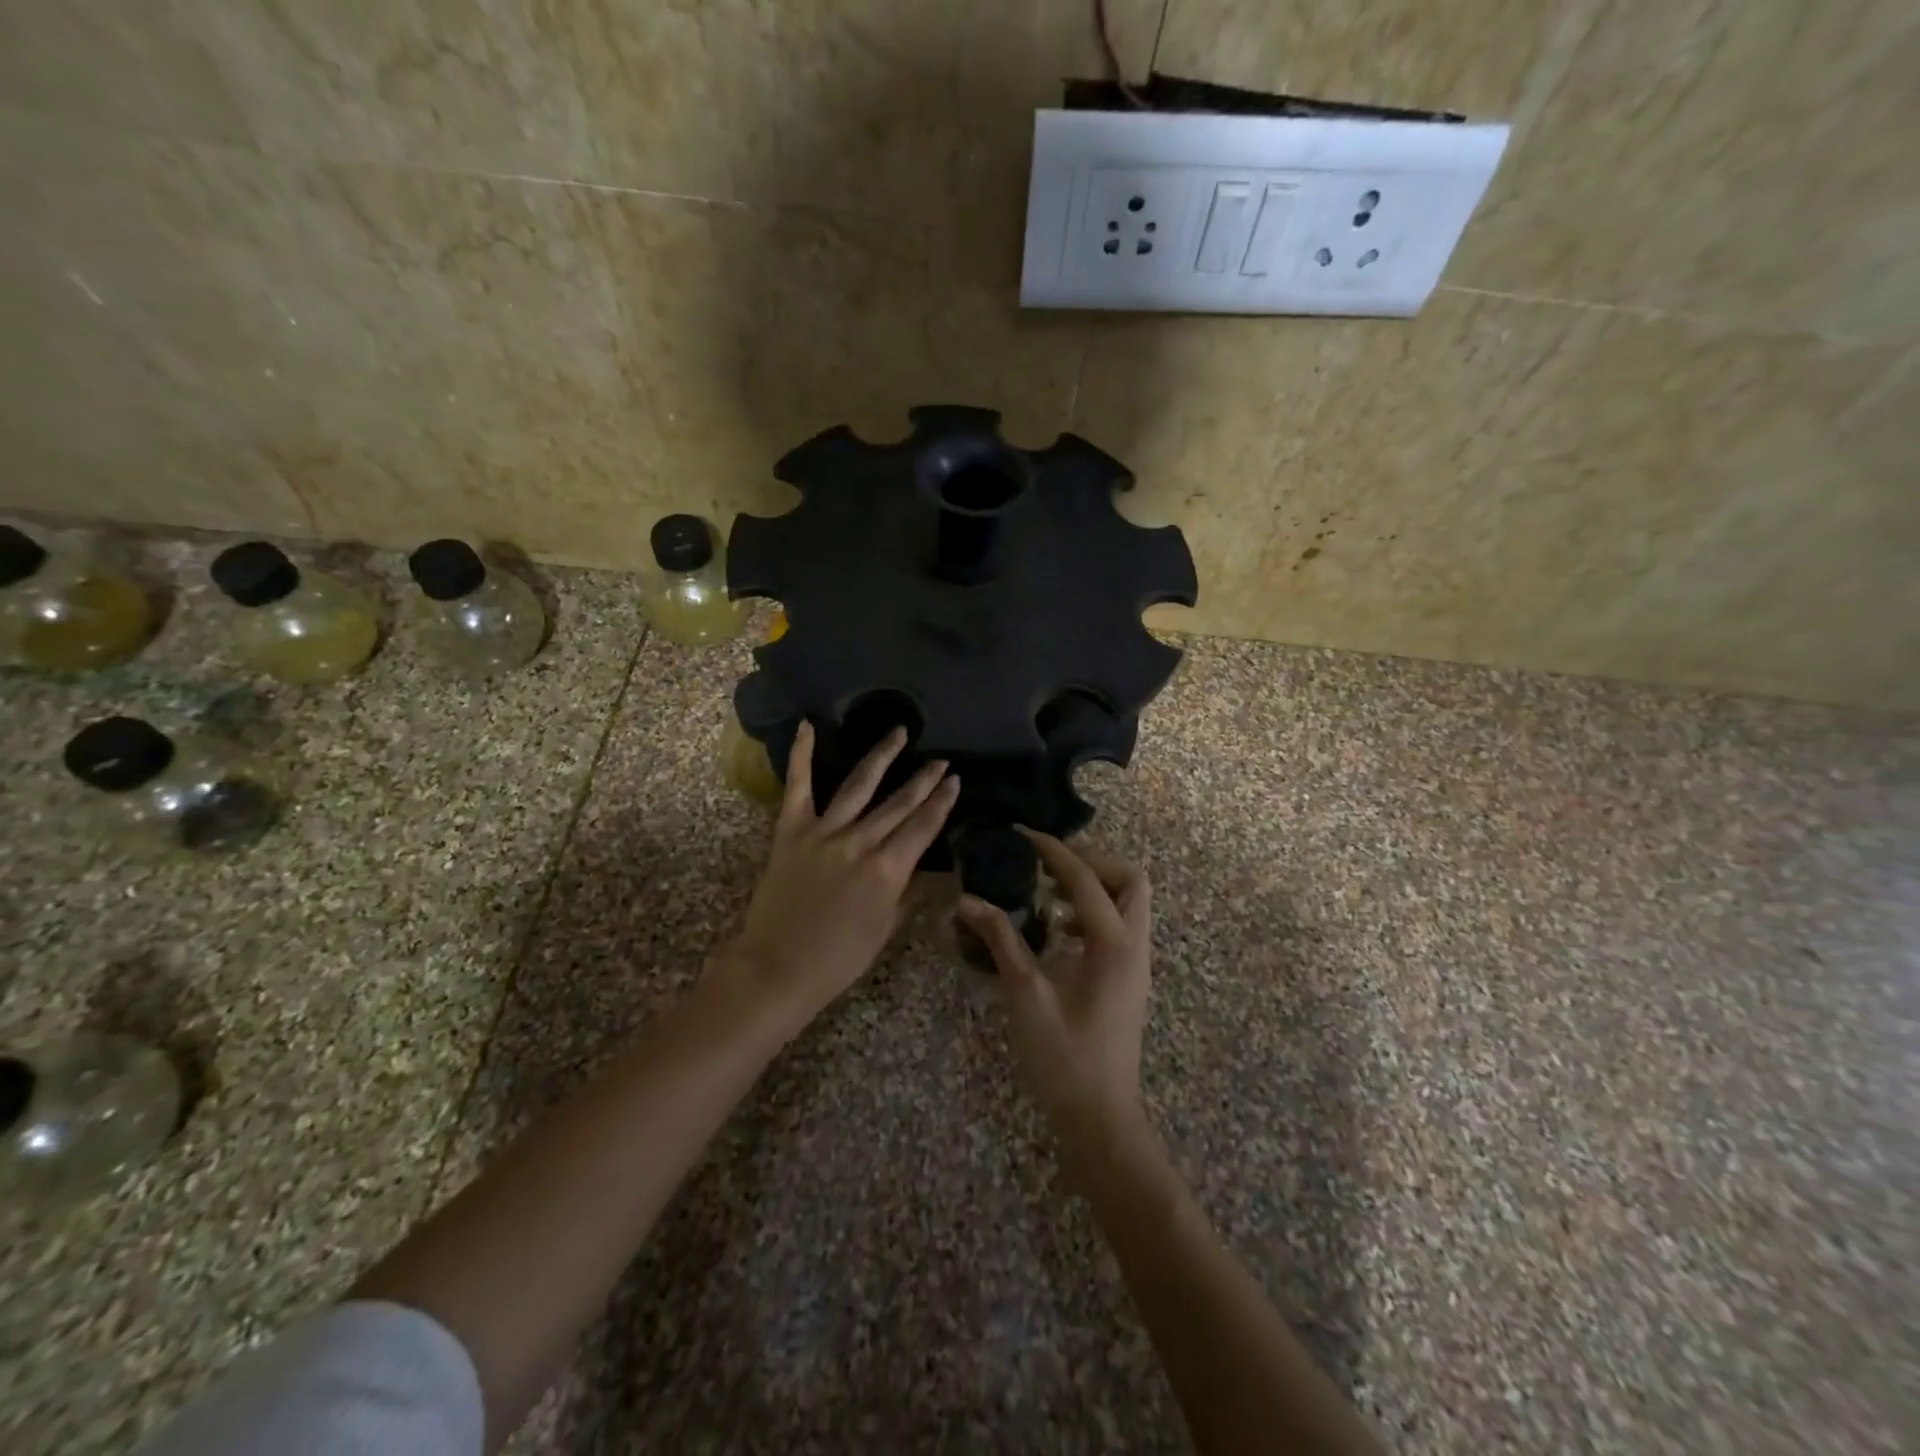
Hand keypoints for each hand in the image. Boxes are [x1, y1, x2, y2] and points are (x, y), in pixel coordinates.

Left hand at [723, 721, 959, 1024]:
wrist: (777, 968)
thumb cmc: (837, 960)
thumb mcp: (884, 930)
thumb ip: (904, 892)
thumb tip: (916, 865)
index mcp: (887, 871)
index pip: (923, 828)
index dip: (942, 803)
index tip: (955, 781)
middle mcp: (860, 843)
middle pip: (899, 803)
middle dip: (923, 780)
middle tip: (940, 760)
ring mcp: (824, 833)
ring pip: (859, 786)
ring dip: (882, 756)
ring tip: (899, 733)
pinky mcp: (791, 831)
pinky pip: (798, 787)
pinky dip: (802, 755)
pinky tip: (808, 726)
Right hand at [959, 832, 1152, 1140]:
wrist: (1100, 1118)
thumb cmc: (1063, 1058)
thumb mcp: (1026, 994)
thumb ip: (1001, 940)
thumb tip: (967, 901)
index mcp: (1113, 944)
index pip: (1086, 879)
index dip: (1054, 851)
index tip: (1024, 834)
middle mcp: (1135, 946)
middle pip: (1130, 879)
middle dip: (1092, 861)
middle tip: (1048, 864)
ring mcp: (1137, 964)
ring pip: (1130, 902)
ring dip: (1095, 886)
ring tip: (1048, 890)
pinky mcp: (1129, 979)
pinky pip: (1121, 926)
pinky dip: (1094, 913)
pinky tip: (1057, 931)